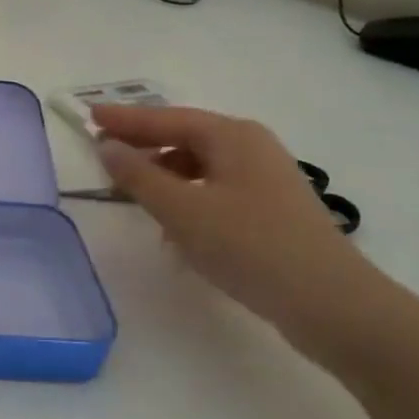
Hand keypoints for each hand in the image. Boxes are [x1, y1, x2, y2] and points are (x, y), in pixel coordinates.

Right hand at [93, 105, 379, 332]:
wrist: (329, 302)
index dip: (125, 119)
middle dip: (143, 146)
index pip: (167, 118)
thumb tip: (107, 147)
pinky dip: (186, 199)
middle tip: (104, 153)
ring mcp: (265, 179)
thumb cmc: (249, 245)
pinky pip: (215, 191)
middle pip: (185, 137)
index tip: (89, 116)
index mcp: (232, 137)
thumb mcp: (182, 210)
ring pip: (200, 166)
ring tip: (131, 195)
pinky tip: (172, 227)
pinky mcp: (270, 210)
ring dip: (163, 176)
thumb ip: (138, 176)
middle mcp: (251, 148)